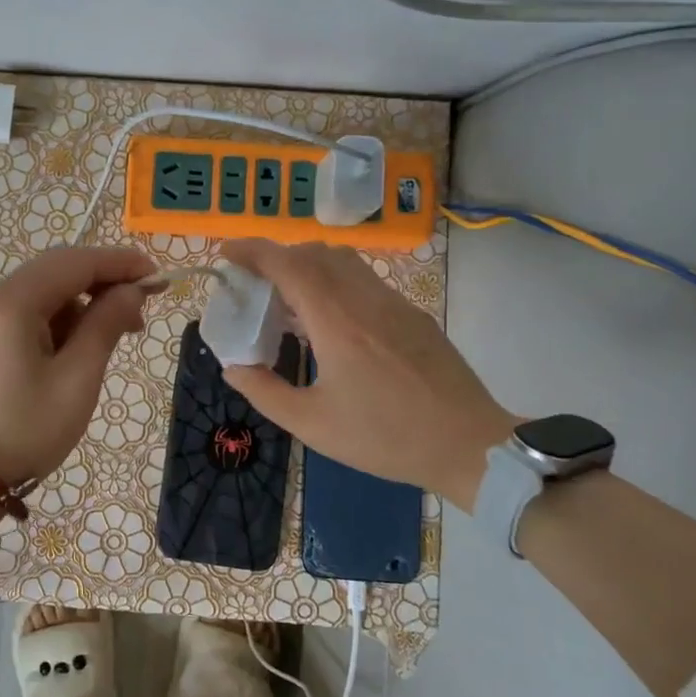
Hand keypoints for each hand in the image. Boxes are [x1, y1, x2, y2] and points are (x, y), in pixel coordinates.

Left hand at [0, 246, 155, 484]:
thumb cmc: (25, 429)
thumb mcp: (77, 378)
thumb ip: (106, 325)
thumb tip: (131, 290)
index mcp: (12, 302)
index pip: (75, 262)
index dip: (120, 263)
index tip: (158, 277)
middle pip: (58, 270)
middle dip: (104, 282)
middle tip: (142, 310)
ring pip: (44, 291)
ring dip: (83, 303)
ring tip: (116, 336)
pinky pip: (29, 313)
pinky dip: (60, 320)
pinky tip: (80, 346)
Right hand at [219, 240, 514, 511]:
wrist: (469, 446)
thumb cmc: (385, 437)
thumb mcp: (312, 424)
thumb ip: (265, 392)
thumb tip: (233, 367)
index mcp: (337, 322)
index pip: (288, 264)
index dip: (253, 251)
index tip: (226, 252)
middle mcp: (365, 299)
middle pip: (315, 253)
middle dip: (277, 257)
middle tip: (253, 283)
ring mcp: (394, 303)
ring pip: (343, 261)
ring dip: (307, 266)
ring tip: (288, 299)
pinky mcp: (412, 315)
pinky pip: (364, 280)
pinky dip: (334, 282)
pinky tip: (329, 320)